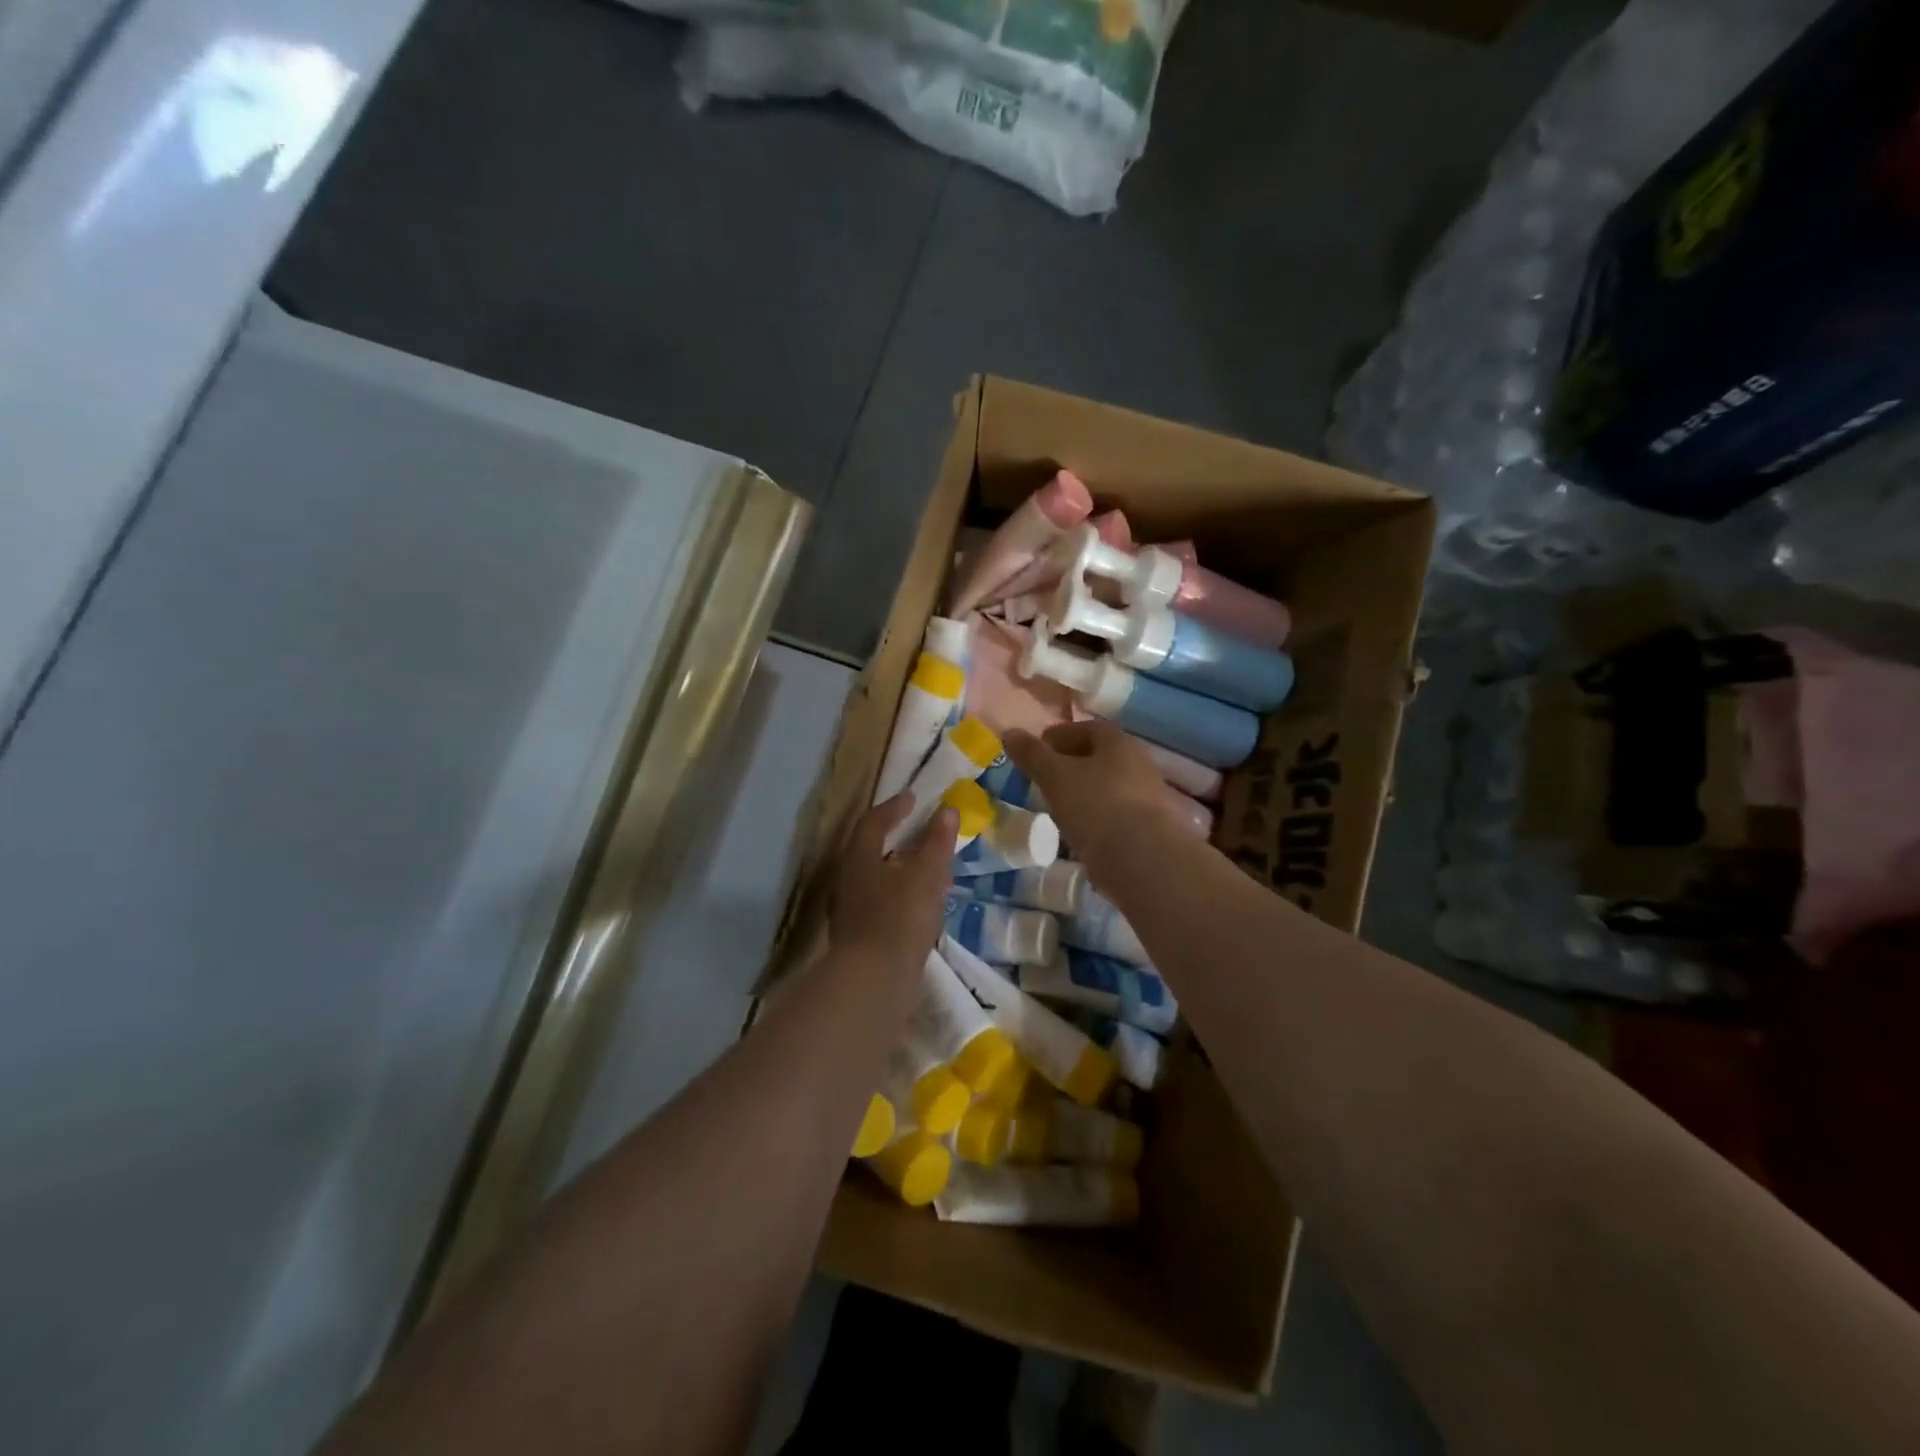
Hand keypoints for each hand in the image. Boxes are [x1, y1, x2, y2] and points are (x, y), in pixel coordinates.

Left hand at [828, 794, 955, 969]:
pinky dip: (902, 894)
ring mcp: (851, 910)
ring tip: (928, 869)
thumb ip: (937, 842)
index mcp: (859, 858)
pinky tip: (921, 906)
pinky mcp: (860, 937)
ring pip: (877, 878)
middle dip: (897, 838)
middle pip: (871, 850)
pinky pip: (882, 903)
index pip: (874, 822)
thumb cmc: (900, 917)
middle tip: (921, 831)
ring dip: (901, 869)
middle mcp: (848, 880)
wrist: (874, 981)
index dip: (894, 807)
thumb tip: (948, 810)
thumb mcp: (926, 874)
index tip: (912, 797)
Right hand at [1006, 722, 1188, 878]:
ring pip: (1107, 787)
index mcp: (1119, 742)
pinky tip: (1078, 833)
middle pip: (1099, 758)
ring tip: (1057, 808)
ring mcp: (1148, 798)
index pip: (1087, 728)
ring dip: (1083, 793)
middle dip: (1070, 765)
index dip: (1060, 736)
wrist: (1142, 860)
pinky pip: (1115, 814)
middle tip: (1043, 779)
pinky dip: (1094, 818)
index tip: (1037, 750)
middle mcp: (1139, 764)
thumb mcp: (1054, 777)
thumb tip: (1010, 732)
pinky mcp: (1149, 829)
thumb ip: (1032, 755)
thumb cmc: (1095, 806)